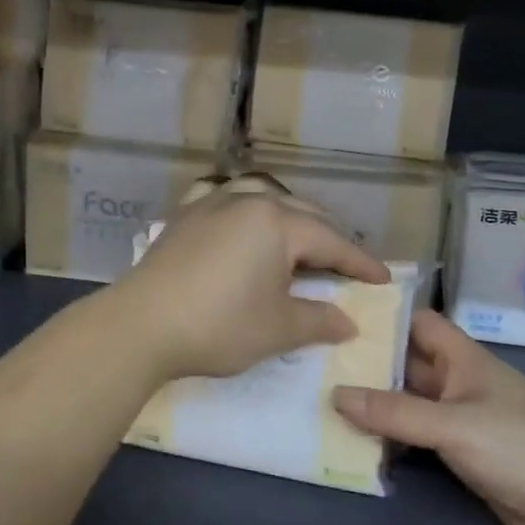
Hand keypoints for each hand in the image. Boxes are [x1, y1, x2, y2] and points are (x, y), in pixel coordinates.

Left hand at [105, 174, 389, 383]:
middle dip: (327, 236)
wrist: (142, 324)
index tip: (382, 280)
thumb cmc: (219, 325)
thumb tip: (347, 322)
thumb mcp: (277, 329)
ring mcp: (211, 202)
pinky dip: (240, 204)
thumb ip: (318, 320)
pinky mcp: (184, 215)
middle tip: (345, 264)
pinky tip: (238, 216)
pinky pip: (221, 197)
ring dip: (287, 215)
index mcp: (277, 222)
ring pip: (261, 196)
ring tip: (298, 237)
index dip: (359, 263)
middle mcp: (247, 200)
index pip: (331, 241)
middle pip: (300, 213)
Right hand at [332, 311, 524, 524]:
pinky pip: (415, 435)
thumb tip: (334, 394)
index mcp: (460, 358)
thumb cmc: (520, 445)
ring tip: (321, 396)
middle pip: (404, 362)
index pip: (415, 321)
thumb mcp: (453, 424)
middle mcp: (455, 381)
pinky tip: (354, 439)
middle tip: (314, 359)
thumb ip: (395, 412)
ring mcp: (457, 417)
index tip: (337, 312)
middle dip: (366, 361)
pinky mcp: (459, 452)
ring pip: (406, 401)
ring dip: (373, 402)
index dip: (381, 314)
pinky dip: (389, 435)